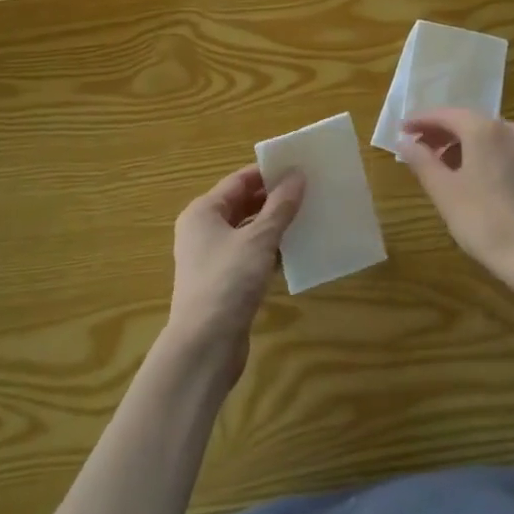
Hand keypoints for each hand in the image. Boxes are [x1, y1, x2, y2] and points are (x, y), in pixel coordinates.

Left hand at [164, 164, 304, 382]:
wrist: (204, 346)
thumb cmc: (227, 282)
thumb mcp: (258, 239)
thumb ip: (280, 207)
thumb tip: (297, 176)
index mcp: (203, 212)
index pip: (239, 180)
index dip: (269, 173)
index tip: (301, 168)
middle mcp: (203, 230)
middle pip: (242, 204)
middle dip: (274, 199)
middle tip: (310, 191)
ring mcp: (212, 258)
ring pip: (248, 231)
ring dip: (275, 225)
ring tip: (309, 217)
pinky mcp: (224, 282)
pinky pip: (250, 255)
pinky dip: (270, 250)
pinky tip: (295, 251)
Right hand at [400, 109, 513, 302]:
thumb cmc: (485, 222)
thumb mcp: (445, 192)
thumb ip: (422, 161)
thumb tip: (404, 142)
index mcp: (485, 130)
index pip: (446, 114)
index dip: (421, 120)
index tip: (402, 130)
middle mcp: (511, 129)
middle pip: (469, 122)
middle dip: (442, 133)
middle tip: (419, 149)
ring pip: (490, 137)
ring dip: (463, 145)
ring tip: (444, 167)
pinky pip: (506, 152)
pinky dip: (485, 156)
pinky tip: (476, 179)